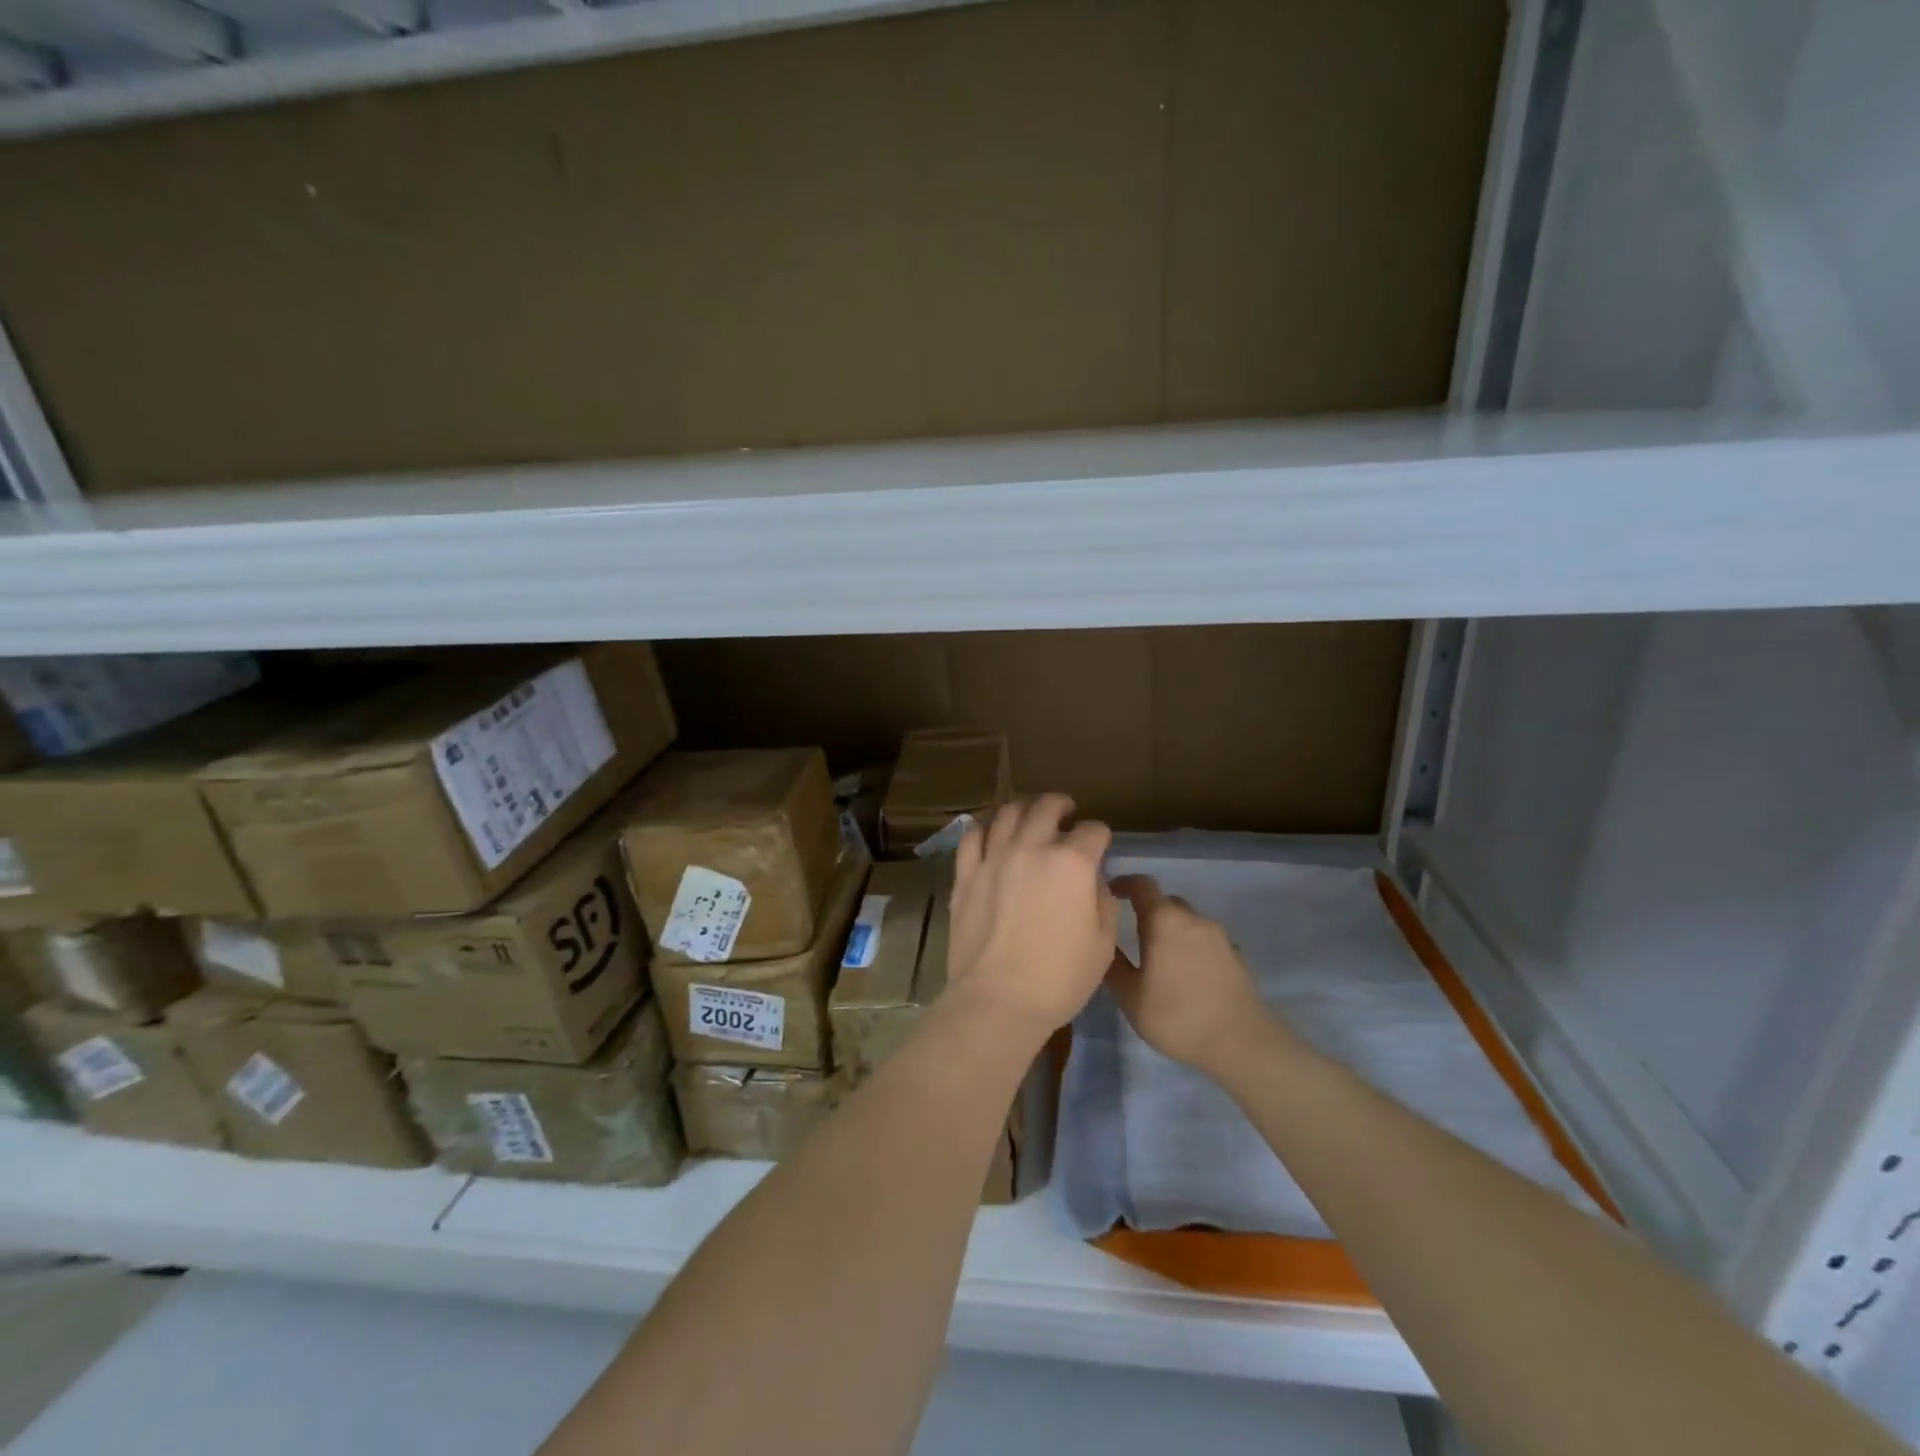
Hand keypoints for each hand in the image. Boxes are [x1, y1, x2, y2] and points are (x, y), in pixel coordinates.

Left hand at [947, 794, 1116, 1037]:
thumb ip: (1102, 900)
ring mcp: (994, 858)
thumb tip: (1092, 880)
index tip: (1100, 846)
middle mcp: (1032, 848)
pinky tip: (991, 833)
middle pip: (1046, 807)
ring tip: (1029, 817)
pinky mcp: (966, 873)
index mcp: (1072, 863)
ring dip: (1024, 809)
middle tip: (1065, 813)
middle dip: (1061, 806)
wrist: (998, 1000)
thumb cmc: (1060, 979)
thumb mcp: (1103, 944)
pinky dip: (985, 827)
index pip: (1093, 830)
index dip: (1101, 836)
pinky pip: (972, 836)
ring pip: (1007, 813)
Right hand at [1107, 874, 1282, 1077]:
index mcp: (1164, 920)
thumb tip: (1102, 943)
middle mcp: (1193, 918)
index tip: (1109, 893)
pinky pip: (1205, 940)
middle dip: (1147, 911)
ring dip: (1171, 931)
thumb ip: (1113, 965)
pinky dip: (1191, 947)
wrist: (1242, 1043)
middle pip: (1165, 902)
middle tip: (1131, 934)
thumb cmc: (1178, 1017)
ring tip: (1159, 960)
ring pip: (1187, 921)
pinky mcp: (1236, 953)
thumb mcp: (1131, 997)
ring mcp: (1219, 935)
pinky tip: (1187, 975)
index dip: (1124, 883)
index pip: (1142, 884)